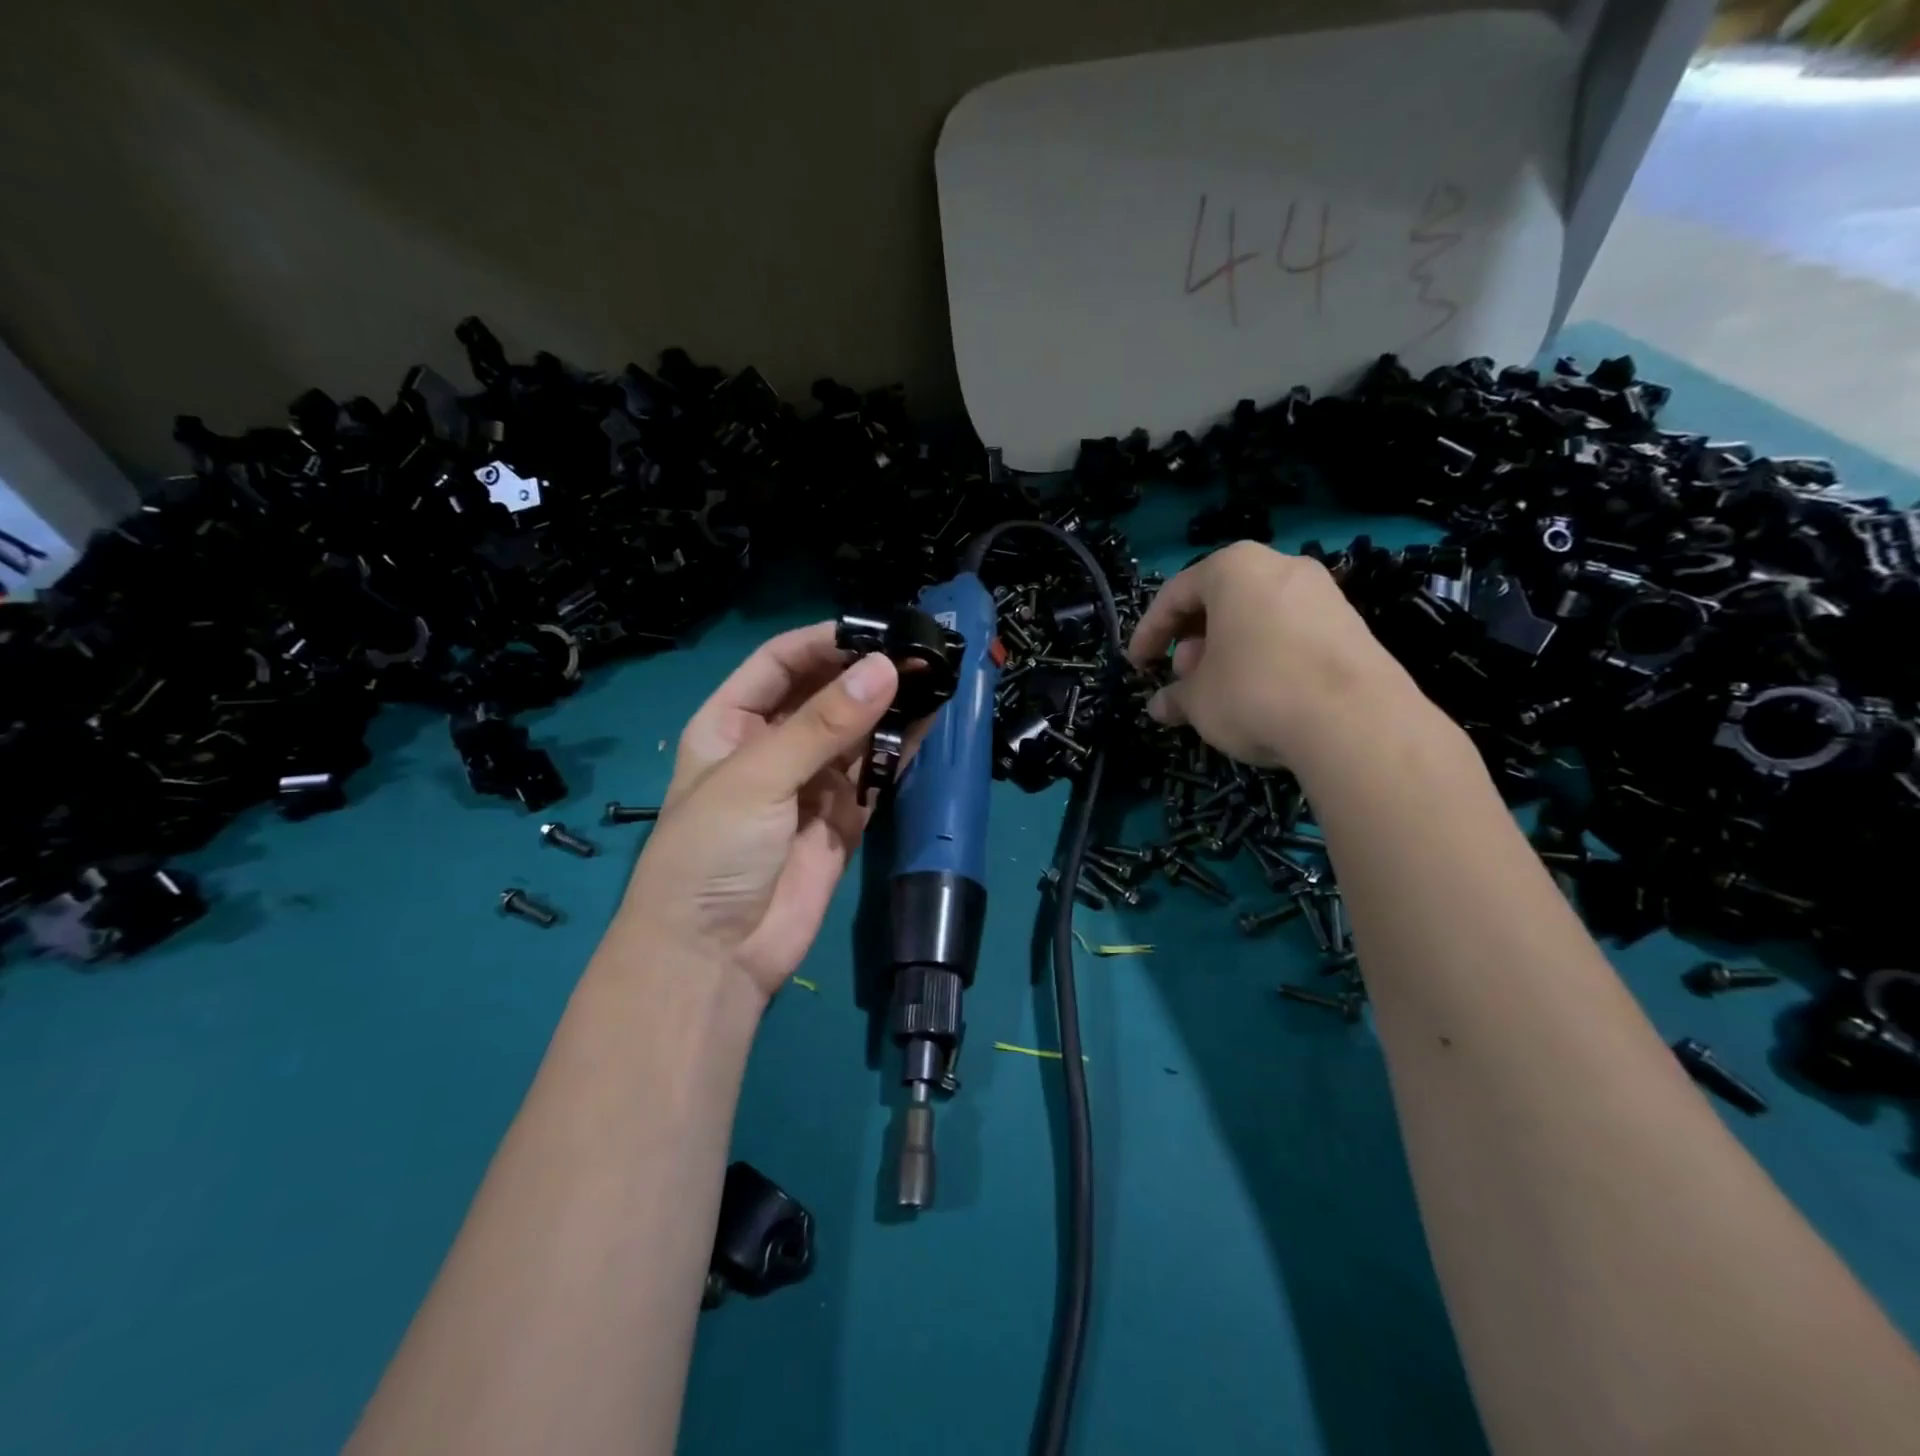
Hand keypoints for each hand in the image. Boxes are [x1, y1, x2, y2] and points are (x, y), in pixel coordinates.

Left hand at [620, 624, 898, 1001]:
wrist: (713, 958)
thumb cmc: (711, 852)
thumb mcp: (758, 776)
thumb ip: (824, 724)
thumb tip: (887, 669)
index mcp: (730, 723)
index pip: (780, 663)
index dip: (824, 642)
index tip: (877, 630)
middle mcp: (771, 747)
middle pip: (823, 695)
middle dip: (866, 674)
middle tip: (919, 653)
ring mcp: (809, 784)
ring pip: (856, 735)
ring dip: (890, 710)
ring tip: (933, 680)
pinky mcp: (841, 820)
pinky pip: (875, 776)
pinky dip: (900, 753)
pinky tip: (928, 726)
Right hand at [1127, 541, 1426, 771]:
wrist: (1355, 722)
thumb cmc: (1254, 692)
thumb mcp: (1198, 700)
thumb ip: (1174, 697)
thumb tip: (1160, 706)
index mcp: (1234, 569)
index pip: (1175, 594)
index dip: (1149, 632)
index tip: (1137, 664)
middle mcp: (1280, 567)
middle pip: (1220, 602)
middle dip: (1192, 642)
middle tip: (1182, 679)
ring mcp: (1322, 594)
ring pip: (1256, 617)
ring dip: (1227, 652)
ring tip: (1217, 692)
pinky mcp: (1350, 625)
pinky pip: (1289, 633)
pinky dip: (1264, 657)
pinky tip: (1258, 695)